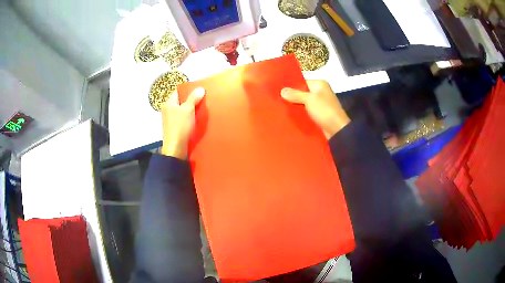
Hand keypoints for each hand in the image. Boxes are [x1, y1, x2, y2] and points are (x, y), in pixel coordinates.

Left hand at [160, 87, 205, 158]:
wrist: (176, 148)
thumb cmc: (180, 127)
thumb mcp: (188, 110)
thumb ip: (193, 98)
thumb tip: (200, 88)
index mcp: (169, 104)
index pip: (178, 91)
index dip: (188, 90)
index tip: (199, 90)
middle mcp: (168, 110)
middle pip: (181, 101)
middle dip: (192, 100)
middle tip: (203, 98)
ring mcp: (171, 120)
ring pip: (183, 111)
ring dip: (192, 110)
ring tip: (203, 108)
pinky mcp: (175, 129)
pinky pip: (184, 120)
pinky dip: (190, 119)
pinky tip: (198, 120)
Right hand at [281, 80, 349, 138]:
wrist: (337, 130)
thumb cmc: (324, 110)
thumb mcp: (309, 99)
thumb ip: (295, 94)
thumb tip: (282, 90)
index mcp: (320, 84)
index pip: (302, 81)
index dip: (291, 85)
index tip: (278, 89)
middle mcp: (320, 92)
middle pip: (302, 92)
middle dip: (291, 96)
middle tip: (277, 99)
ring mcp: (319, 104)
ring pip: (303, 103)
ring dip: (295, 106)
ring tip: (280, 107)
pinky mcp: (318, 115)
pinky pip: (306, 111)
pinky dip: (299, 113)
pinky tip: (289, 116)